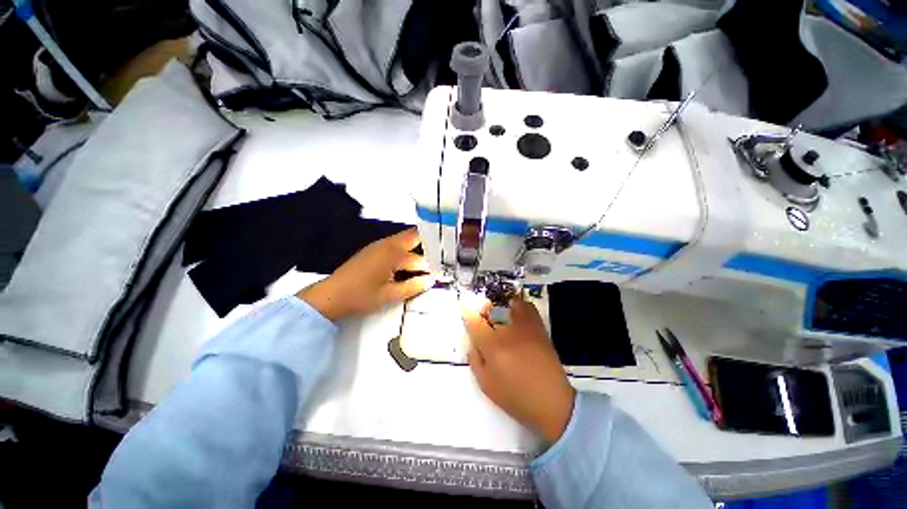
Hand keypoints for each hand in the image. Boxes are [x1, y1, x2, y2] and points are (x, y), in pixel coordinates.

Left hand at [298, 228, 433, 320]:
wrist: (330, 296)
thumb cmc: (360, 296)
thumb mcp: (389, 295)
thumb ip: (413, 287)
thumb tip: (430, 280)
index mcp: (393, 254)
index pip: (420, 256)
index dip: (434, 261)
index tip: (445, 265)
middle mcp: (387, 245)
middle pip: (413, 236)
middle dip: (428, 244)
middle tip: (441, 255)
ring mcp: (378, 246)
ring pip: (404, 240)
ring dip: (417, 247)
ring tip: (428, 260)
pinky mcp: (372, 250)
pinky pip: (395, 245)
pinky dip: (406, 251)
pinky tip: (409, 264)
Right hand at [462, 297, 574, 443]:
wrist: (552, 402)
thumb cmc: (515, 397)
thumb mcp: (486, 385)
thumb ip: (475, 361)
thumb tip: (473, 343)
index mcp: (492, 347)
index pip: (475, 322)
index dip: (468, 314)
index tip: (465, 310)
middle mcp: (508, 332)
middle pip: (492, 309)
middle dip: (485, 309)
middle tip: (484, 316)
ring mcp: (525, 328)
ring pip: (510, 304)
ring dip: (501, 306)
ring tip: (500, 314)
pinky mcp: (539, 329)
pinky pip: (528, 308)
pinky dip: (520, 306)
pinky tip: (516, 314)